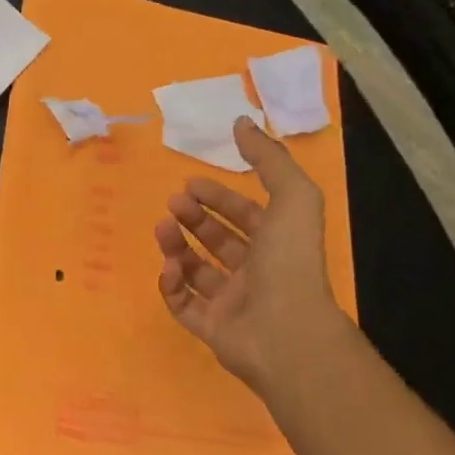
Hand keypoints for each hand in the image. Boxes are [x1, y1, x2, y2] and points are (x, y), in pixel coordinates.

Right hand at [153, 117, 342, 393]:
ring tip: (162, 230)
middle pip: (218, 240)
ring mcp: (233, 303)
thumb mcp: (292, 198)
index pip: (245, 215)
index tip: (189, 184)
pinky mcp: (211, 329)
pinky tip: (169, 268)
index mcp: (277, 245)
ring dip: (177, 246)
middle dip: (194, 218)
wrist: (286, 332)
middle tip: (172, 203)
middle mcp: (256, 273)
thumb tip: (241, 121)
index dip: (219, 197)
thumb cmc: (289, 262)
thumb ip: (269, 159)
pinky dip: (171, 285)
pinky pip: (183, 304)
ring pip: (196, 269)